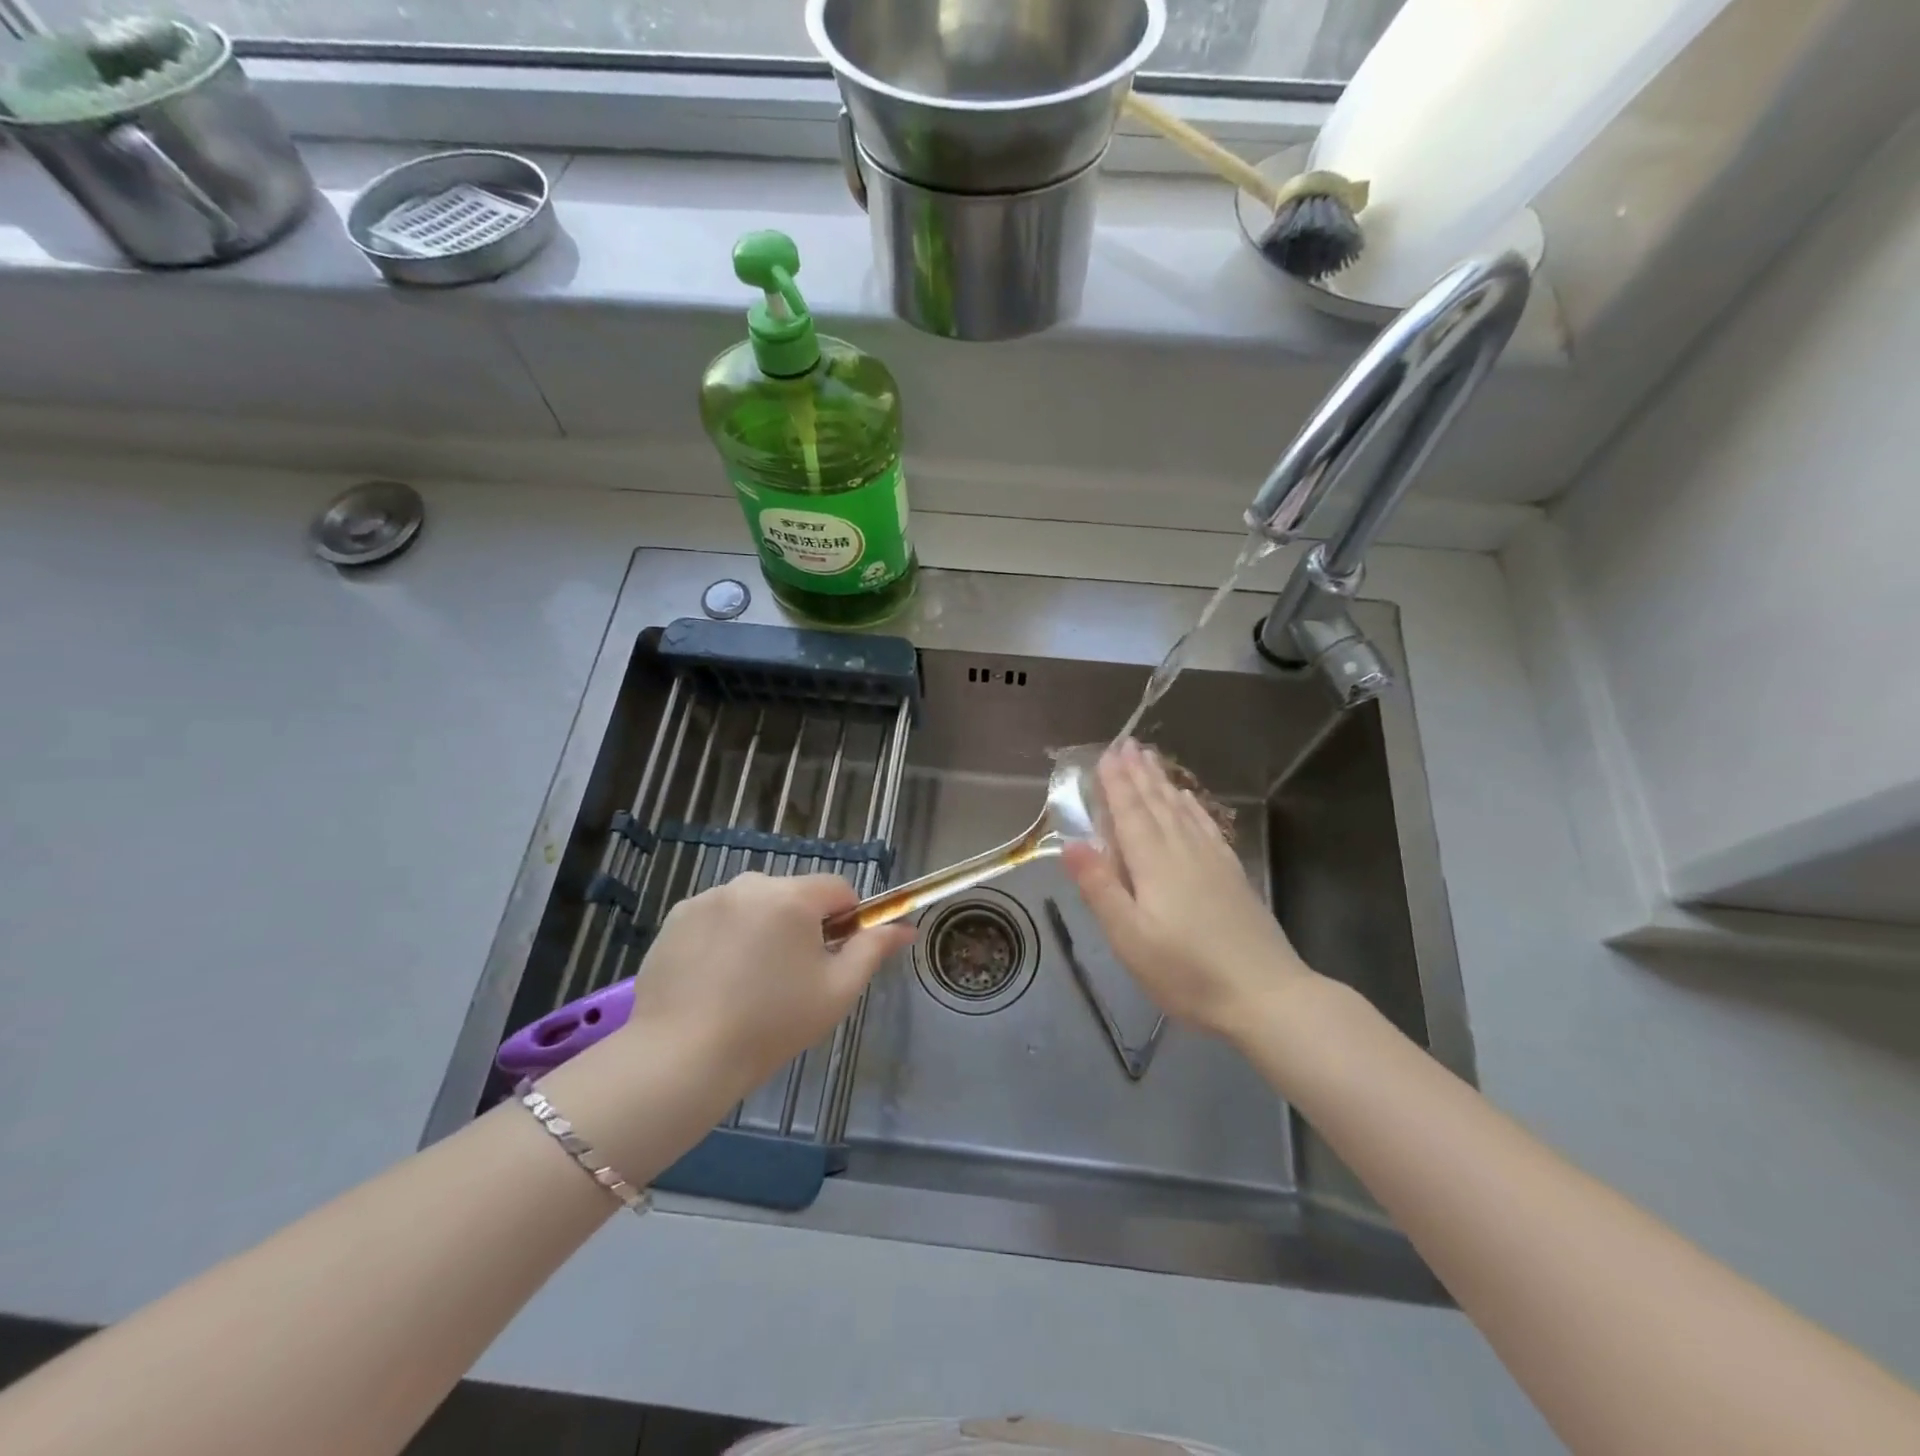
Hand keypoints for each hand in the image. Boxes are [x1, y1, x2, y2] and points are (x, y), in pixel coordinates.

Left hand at [623, 873, 913, 1101]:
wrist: (681, 1057)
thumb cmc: (771, 1024)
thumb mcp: (836, 991)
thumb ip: (873, 950)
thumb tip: (905, 927)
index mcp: (792, 896)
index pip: (837, 888)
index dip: (846, 920)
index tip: (833, 958)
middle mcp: (749, 884)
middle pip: (793, 895)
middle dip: (801, 926)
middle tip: (791, 979)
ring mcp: (707, 899)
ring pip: (753, 906)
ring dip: (762, 929)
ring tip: (747, 983)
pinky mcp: (675, 918)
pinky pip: (717, 917)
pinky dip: (724, 938)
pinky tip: (715, 981)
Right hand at [1063, 740, 1314, 1040]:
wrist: (1266, 995)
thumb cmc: (1186, 972)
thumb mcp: (1129, 938)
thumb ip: (1100, 888)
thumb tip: (1070, 843)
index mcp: (1154, 863)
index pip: (1129, 812)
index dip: (1116, 783)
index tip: (1106, 754)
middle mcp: (1183, 850)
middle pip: (1156, 803)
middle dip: (1138, 773)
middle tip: (1127, 744)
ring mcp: (1213, 860)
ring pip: (1182, 810)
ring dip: (1163, 783)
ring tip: (1151, 760)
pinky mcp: (1232, 874)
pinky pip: (1207, 826)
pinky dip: (1192, 807)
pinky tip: (1190, 802)